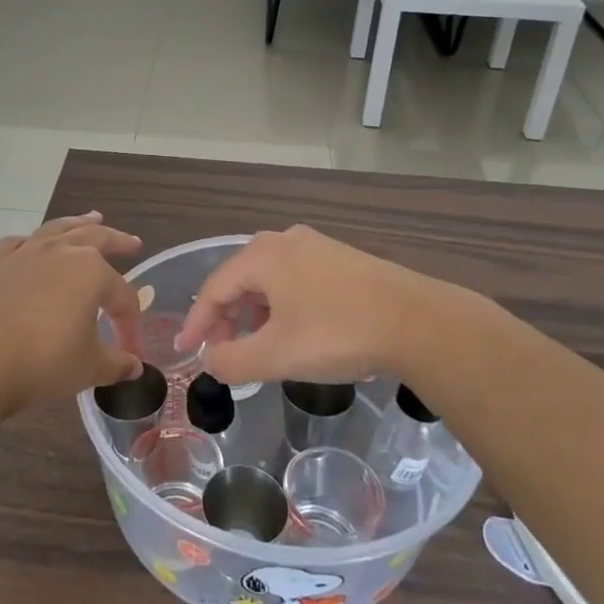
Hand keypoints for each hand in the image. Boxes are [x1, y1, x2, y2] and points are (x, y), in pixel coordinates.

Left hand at [0, 213, 144, 410]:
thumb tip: (134, 366)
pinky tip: (33, 245)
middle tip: (132, 243)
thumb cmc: (43, 362)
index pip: (122, 296)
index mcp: (92, 272)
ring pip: (58, 229)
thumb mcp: (89, 368)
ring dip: (78, 224)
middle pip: (97, 239)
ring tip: (92, 219)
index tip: (130, 351)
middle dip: (118, 241)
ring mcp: (26, 252)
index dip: (130, 323)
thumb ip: (117, 364)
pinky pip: (19, 243)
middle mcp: (61, 251)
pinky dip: (32, 242)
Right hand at [176, 225, 470, 387]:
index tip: (186, 351)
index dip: (196, 323)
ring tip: (258, 348)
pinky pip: (296, 281)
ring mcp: (317, 247)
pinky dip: (282, 308)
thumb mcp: (277, 356)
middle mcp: (285, 241)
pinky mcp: (342, 260)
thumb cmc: (338, 334)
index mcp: (262, 255)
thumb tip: (211, 361)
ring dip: (255, 315)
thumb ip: (232, 361)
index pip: (213, 288)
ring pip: (269, 281)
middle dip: (226, 319)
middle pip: (240, 281)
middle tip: (223, 354)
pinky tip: (295, 334)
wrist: (418, 322)